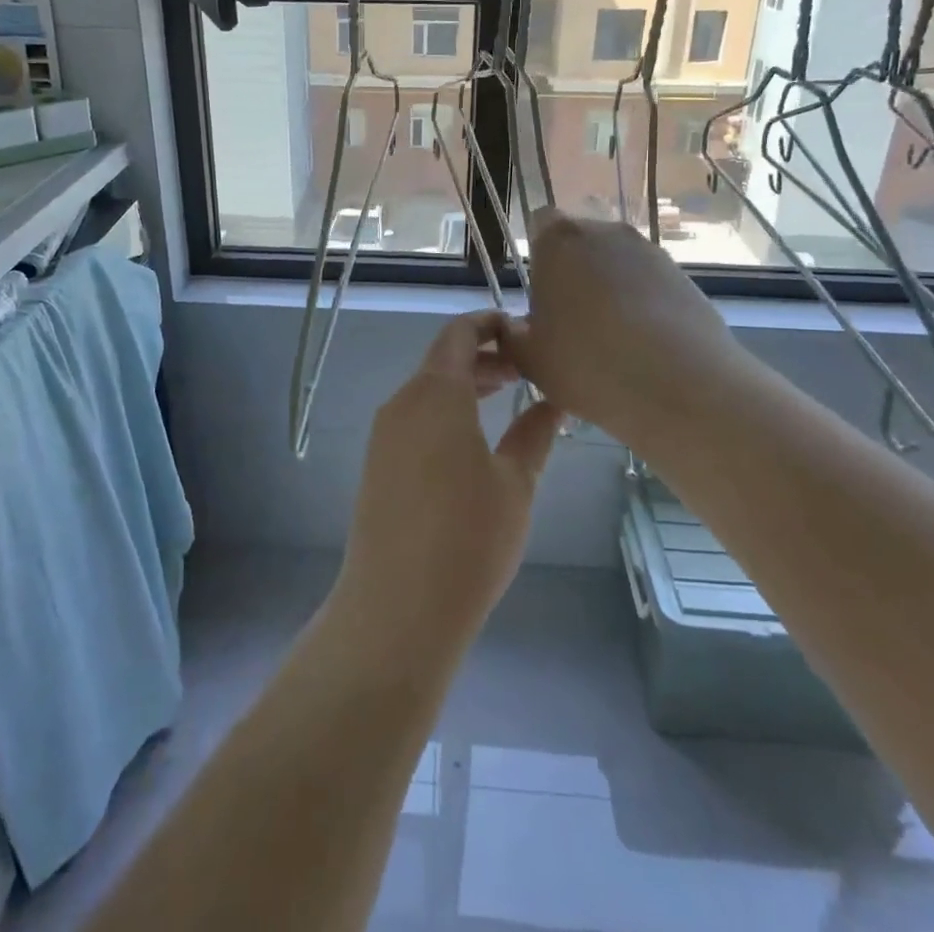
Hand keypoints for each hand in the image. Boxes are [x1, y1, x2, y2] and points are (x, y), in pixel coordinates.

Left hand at [333, 311, 560, 663]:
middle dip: (486, 356)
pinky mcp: (379, 462)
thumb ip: (535, 433)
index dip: (492, 323)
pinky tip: (476, 439)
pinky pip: (416, 417)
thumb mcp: (515, 484)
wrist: (397, 609)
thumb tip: (554, 401)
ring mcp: (385, 434)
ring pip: (429, 389)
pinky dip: (447, 411)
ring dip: (467, 385)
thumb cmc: (468, 540)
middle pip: (444, 359)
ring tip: (509, 397)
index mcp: (436, 393)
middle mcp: (403, 402)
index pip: (460, 333)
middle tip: (529, 369)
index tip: (527, 332)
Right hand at [503, 209, 748, 445]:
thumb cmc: (587, 364)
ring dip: (609, 290)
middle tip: (569, 321)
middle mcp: (606, 232)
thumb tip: (515, 328)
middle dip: (573, 272)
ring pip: (617, 264)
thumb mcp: (529, 360)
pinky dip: (643, 307)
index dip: (538, 255)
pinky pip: (650, 285)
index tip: (539, 293)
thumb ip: (512, 336)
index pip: (540, 223)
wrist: (682, 387)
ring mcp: (650, 252)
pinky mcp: (685, 278)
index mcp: (559, 241)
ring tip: (609, 341)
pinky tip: (643, 349)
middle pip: (581, 242)